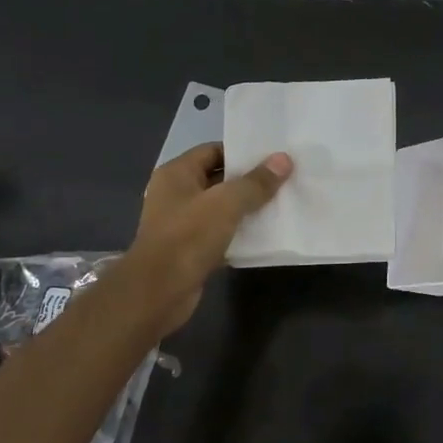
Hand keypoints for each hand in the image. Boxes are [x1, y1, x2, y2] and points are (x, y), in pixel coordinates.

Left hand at [127, 143, 292, 333]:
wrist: (158, 292)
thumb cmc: (188, 237)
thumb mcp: (226, 204)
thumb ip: (256, 182)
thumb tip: (284, 159)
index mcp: (177, 174)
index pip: (213, 151)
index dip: (242, 152)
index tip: (273, 157)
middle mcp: (176, 194)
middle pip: (218, 179)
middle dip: (249, 181)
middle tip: (284, 180)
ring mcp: (182, 224)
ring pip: (221, 209)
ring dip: (247, 209)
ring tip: (281, 205)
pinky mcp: (190, 250)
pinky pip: (220, 235)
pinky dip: (239, 234)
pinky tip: (265, 236)